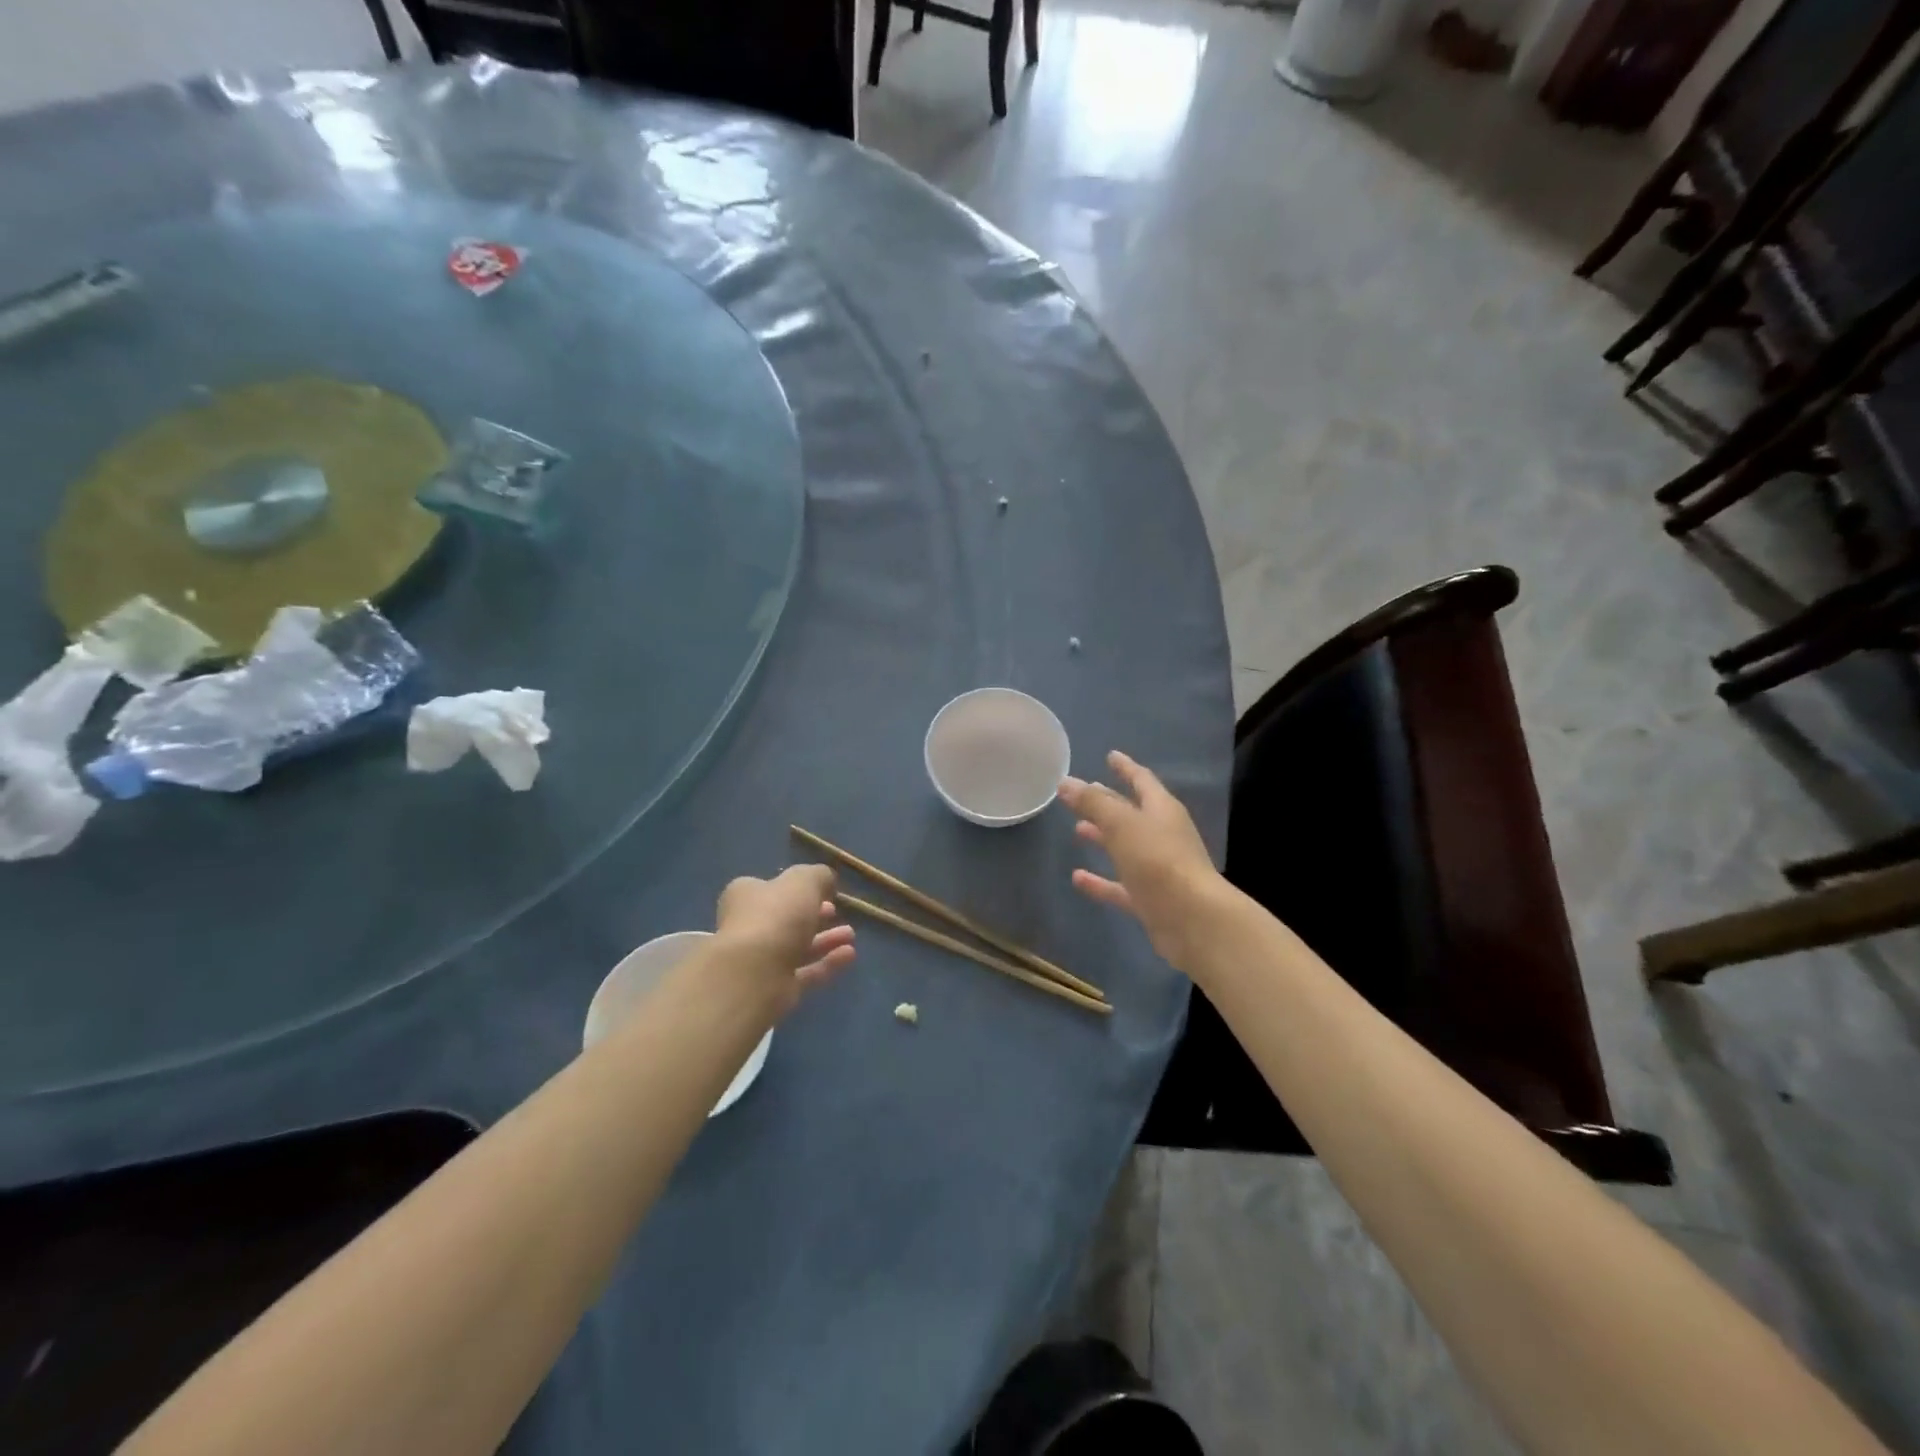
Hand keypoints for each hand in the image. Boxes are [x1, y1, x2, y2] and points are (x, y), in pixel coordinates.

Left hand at [713, 865, 856, 1014]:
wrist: (755, 973)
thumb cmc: (776, 916)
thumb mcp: (804, 881)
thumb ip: (818, 876)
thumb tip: (827, 880)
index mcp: (745, 895)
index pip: (770, 888)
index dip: (797, 888)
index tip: (824, 891)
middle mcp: (747, 926)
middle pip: (785, 919)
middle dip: (815, 915)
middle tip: (836, 911)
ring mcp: (759, 960)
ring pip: (797, 947)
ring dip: (825, 940)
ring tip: (851, 935)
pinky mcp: (773, 988)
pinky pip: (805, 972)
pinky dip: (827, 963)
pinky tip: (849, 955)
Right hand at [1060, 751, 1224, 972]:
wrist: (1193, 920)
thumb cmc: (1159, 861)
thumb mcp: (1122, 825)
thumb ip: (1093, 803)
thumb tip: (1066, 782)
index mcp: (1162, 810)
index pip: (1142, 780)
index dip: (1125, 767)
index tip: (1110, 755)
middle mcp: (1162, 835)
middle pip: (1132, 813)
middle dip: (1109, 802)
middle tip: (1085, 793)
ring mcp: (1157, 869)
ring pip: (1125, 847)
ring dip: (1103, 838)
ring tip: (1077, 830)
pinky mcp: (1150, 900)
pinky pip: (1120, 885)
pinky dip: (1100, 881)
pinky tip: (1077, 878)